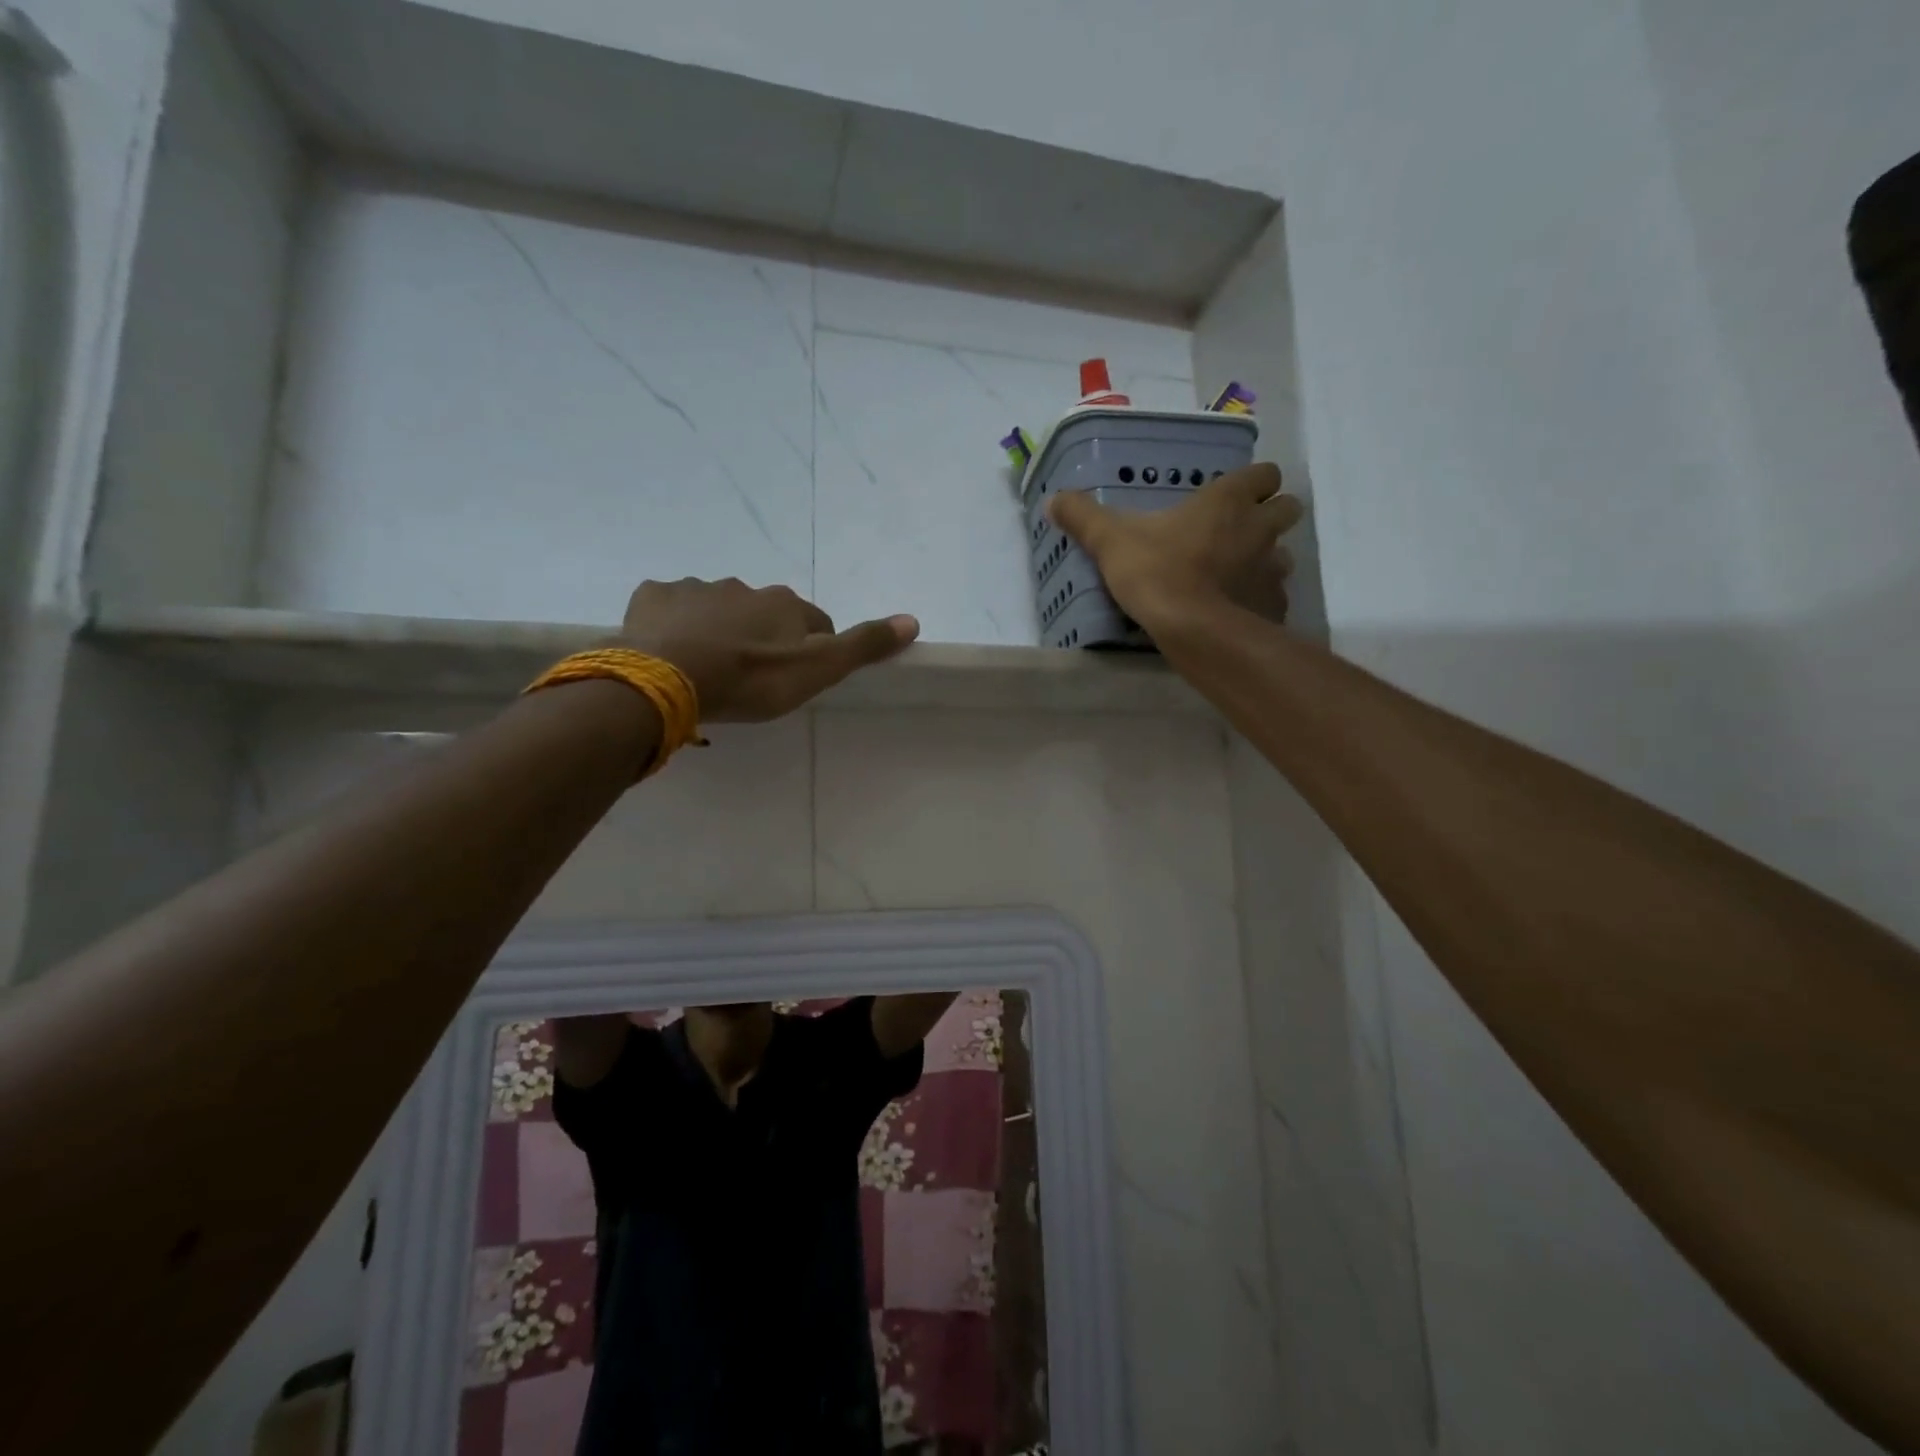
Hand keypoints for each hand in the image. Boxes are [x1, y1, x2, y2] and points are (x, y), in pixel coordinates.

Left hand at [619, 578, 918, 721]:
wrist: (666, 679)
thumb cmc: (749, 679)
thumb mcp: (816, 671)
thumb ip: (862, 646)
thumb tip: (912, 619)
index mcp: (785, 604)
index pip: (814, 623)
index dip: (810, 650)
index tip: (796, 678)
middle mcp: (745, 587)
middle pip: (764, 613)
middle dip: (762, 637)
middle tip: (750, 676)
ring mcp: (696, 588)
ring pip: (718, 609)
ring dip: (719, 630)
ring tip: (708, 668)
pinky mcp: (654, 597)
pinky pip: (672, 607)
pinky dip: (676, 623)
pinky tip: (671, 650)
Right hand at [1047, 463, 1303, 631]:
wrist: (1193, 631)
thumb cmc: (1157, 573)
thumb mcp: (1110, 541)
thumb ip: (1083, 518)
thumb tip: (1052, 500)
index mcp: (1228, 501)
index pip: (1264, 473)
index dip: (1253, 482)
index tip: (1232, 495)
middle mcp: (1259, 528)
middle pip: (1288, 508)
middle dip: (1270, 515)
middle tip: (1239, 531)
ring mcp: (1272, 569)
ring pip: (1284, 554)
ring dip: (1267, 558)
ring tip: (1237, 573)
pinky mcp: (1273, 606)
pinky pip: (1274, 596)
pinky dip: (1260, 599)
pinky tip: (1237, 611)